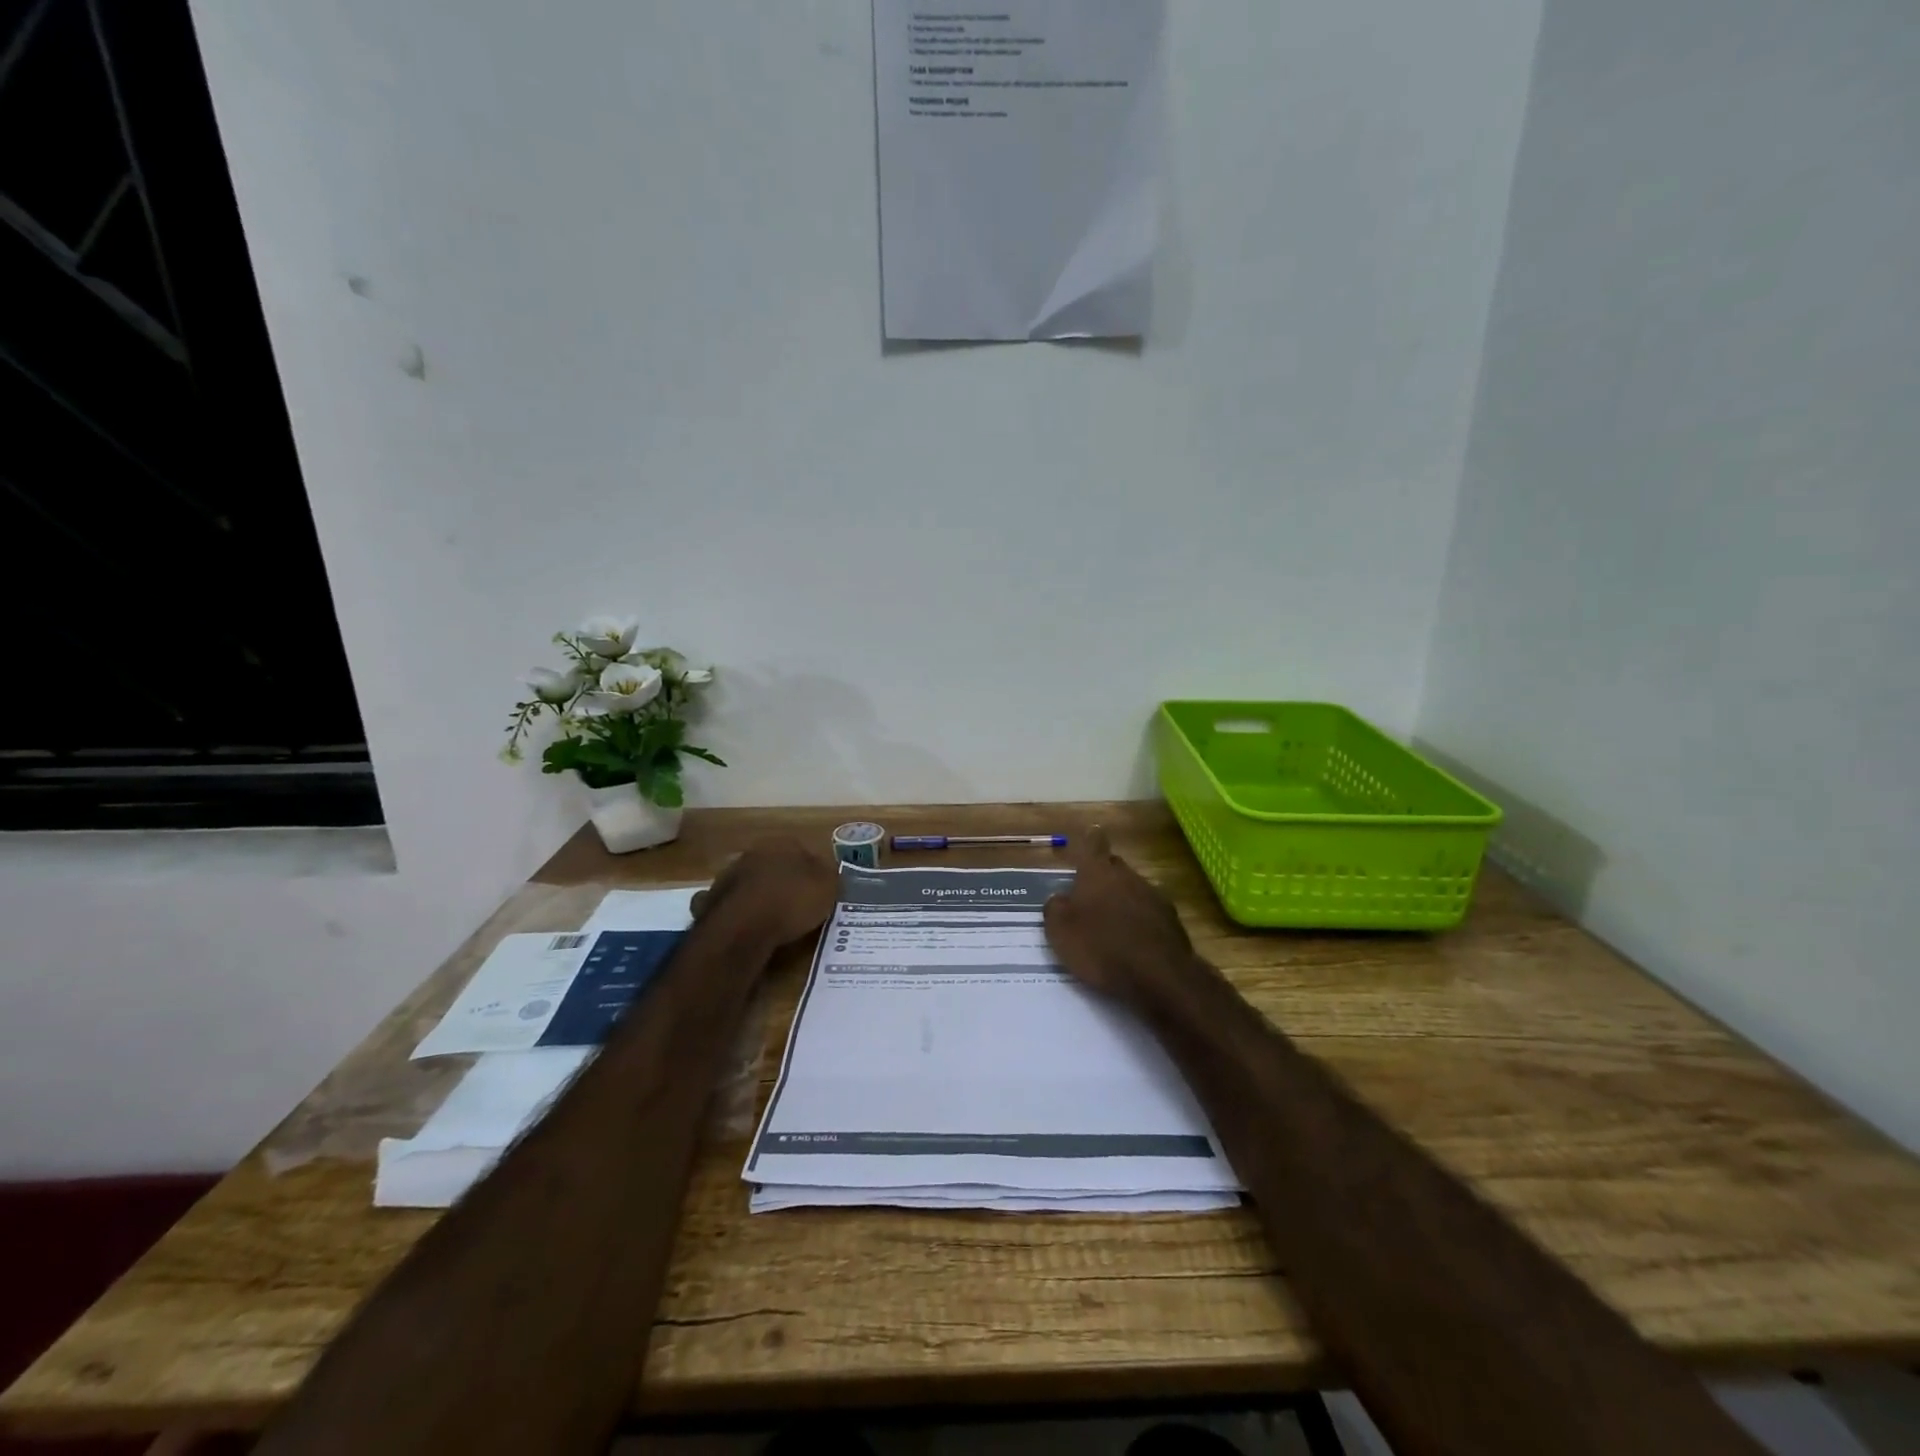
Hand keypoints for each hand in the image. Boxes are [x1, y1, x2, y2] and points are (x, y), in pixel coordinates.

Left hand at [692, 837, 836, 948]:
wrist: (743, 927)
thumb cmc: (792, 901)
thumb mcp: (828, 887)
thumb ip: (829, 875)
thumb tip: (827, 871)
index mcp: (782, 842)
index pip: (803, 850)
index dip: (814, 870)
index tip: (820, 889)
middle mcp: (753, 852)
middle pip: (775, 864)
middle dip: (784, 880)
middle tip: (798, 903)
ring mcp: (729, 875)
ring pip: (752, 882)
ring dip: (760, 894)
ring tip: (774, 918)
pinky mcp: (712, 900)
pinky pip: (734, 904)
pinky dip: (741, 912)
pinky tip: (750, 927)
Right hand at [1043, 827, 1195, 1006]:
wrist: (1158, 977)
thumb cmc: (1101, 948)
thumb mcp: (1060, 931)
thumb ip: (1055, 908)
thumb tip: (1060, 898)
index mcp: (1098, 873)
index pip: (1094, 845)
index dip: (1091, 839)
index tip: (1092, 832)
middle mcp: (1128, 877)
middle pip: (1115, 867)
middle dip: (1105, 875)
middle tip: (1091, 892)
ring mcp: (1154, 897)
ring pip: (1134, 889)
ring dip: (1124, 900)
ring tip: (1112, 923)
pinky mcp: (1172, 921)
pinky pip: (1150, 913)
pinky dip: (1141, 921)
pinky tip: (1135, 941)